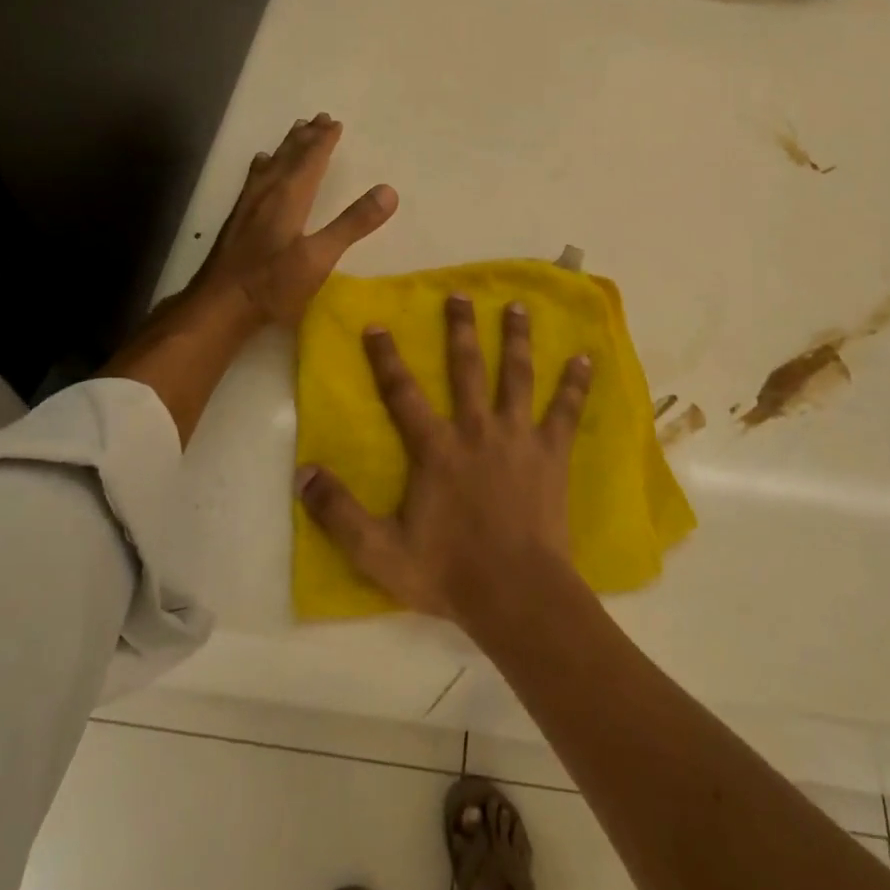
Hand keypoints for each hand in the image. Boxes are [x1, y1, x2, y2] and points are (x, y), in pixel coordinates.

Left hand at [192, 112, 397, 327]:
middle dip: (306, 138)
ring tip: (295, 130)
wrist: (218, 306)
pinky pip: (254, 180)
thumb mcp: (319, 257)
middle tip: (319, 118)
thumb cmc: (272, 284)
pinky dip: (262, 166)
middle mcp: (267, 194)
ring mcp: (248, 207)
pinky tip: (260, 165)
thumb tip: (389, 191)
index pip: (310, 161)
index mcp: (288, 198)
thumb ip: (352, 224)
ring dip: (286, 147)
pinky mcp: (237, 221)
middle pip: (289, 158)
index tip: (335, 123)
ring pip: (270, 166)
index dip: (324, 142)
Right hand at [297, 294, 593, 631]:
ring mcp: (518, 438)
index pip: (402, 393)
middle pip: (466, 369)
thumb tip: (304, 472)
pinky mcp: (551, 453)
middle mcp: (476, 430)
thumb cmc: (448, 573)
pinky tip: (585, 359)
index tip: (377, 324)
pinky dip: (575, 385)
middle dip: (460, 329)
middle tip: (459, 294)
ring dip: (516, 339)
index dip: (386, 358)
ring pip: (516, 376)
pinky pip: (566, 411)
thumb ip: (338, 512)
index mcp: (436, 449)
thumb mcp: (379, 551)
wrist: (516, 595)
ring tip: (517, 306)